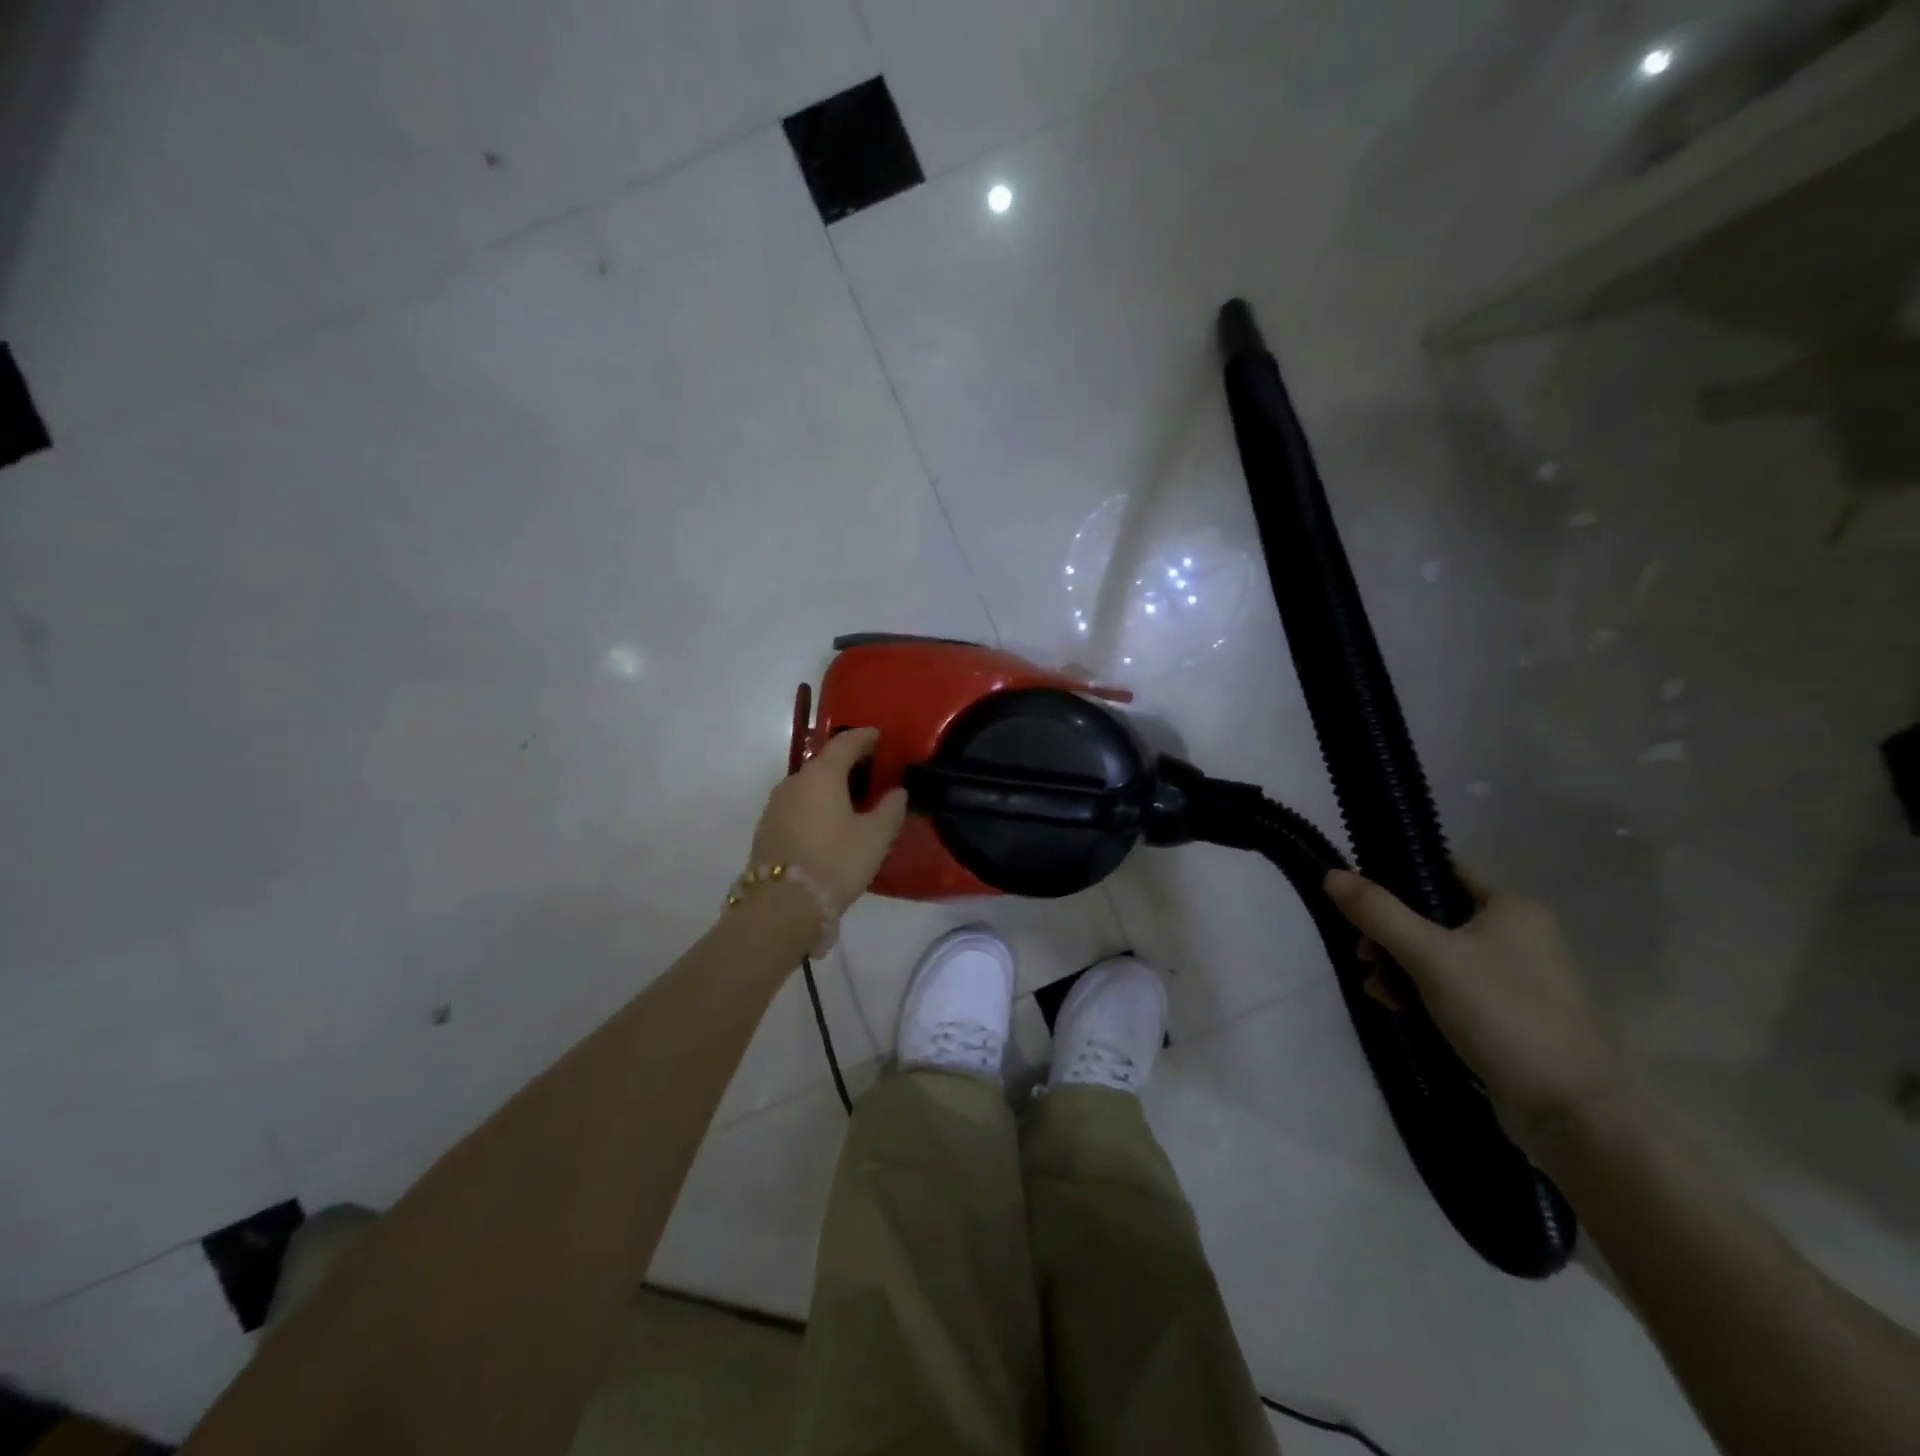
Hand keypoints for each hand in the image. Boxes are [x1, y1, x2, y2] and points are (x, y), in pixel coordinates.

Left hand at [750, 728, 908, 913]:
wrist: (782, 905)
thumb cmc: (835, 862)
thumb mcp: (875, 837)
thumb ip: (890, 809)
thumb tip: (897, 791)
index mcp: (822, 775)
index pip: (845, 744)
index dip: (864, 737)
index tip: (878, 735)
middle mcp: (794, 782)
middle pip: (823, 763)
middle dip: (846, 762)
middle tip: (869, 769)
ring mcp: (776, 805)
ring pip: (808, 786)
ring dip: (828, 786)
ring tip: (850, 798)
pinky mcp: (767, 828)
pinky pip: (797, 806)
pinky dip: (814, 805)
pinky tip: (827, 822)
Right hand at [1324, 869, 1626, 1136]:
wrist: (1570, 1111)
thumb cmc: (1502, 1014)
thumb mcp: (1430, 956)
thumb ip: (1377, 912)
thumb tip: (1331, 873)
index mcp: (1510, 907)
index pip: (1440, 872)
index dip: (1395, 879)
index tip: (1360, 904)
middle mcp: (1515, 934)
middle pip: (1430, 916)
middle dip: (1388, 936)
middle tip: (1365, 957)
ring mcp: (1511, 976)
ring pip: (1434, 954)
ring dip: (1397, 968)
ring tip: (1380, 992)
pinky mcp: (1504, 1013)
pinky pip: (1447, 986)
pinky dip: (1418, 992)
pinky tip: (1399, 1009)